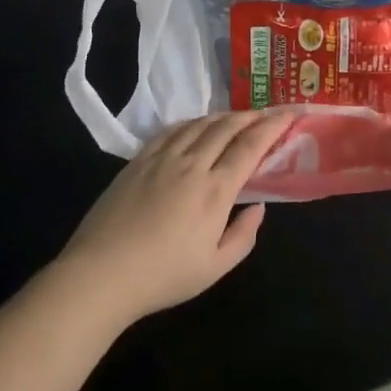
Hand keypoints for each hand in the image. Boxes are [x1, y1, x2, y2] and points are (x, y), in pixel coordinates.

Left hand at [55, 112, 293, 326]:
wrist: (102, 273)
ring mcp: (162, 157)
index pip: (250, 146)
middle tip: (267, 113)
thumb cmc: (163, 277)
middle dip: (251, 116)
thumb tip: (258, 206)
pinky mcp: (138, 159)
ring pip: (199, 124)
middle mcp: (192, 163)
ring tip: (236, 118)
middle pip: (226, 127)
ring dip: (223, 116)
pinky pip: (172, 130)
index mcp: (215, 190)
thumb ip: (243, 236)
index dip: (272, 126)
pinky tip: (196, 126)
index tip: (288, 114)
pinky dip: (192, 122)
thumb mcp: (214, 268)